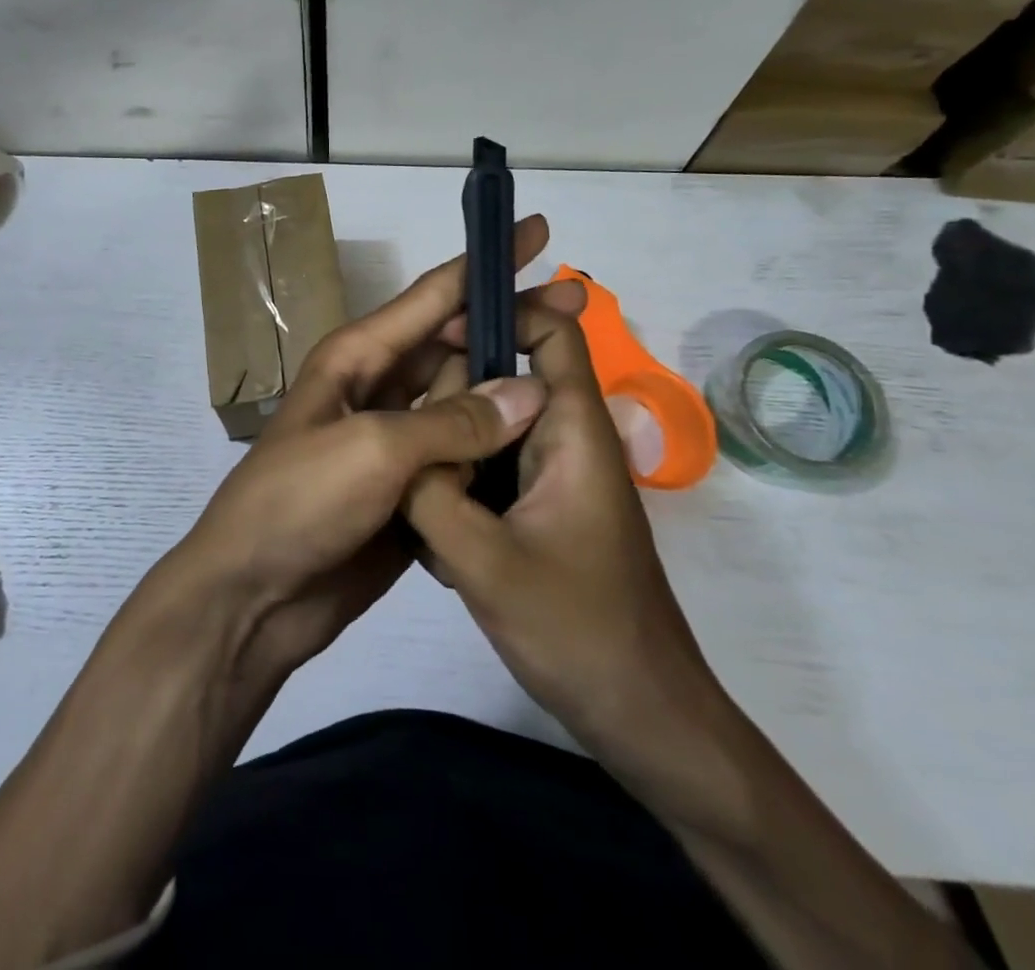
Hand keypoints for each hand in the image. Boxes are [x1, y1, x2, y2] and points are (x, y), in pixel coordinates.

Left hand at [161, 217, 560, 681]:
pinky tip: (541, 440)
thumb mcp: (374, 450)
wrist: (253, 595)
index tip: (535, 229)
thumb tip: (531, 391)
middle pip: (454, 342)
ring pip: (461, 398)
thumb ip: (454, 421)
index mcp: (358, 357)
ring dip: (507, 386)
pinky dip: (494, 443)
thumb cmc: (300, 503)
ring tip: (570, 373)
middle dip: (509, 322)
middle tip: (579, 303)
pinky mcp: (406, 486)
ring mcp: (391, 438)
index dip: (486, 262)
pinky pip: (460, 452)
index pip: (434, 295)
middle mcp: (376, 387)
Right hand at [403, 287, 736, 817]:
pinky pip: (488, 472)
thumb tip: (391, 450)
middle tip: (395, 418)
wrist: (642, 719)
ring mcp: (551, 478)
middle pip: (506, 380)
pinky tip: (426, 530)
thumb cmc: (578, 632)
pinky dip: (455, 484)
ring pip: (488, 430)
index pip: (551, 333)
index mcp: (574, 431)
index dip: (500, 315)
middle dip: (451, 390)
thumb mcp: (486, 562)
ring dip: (447, 445)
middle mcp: (565, 441)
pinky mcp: (538, 511)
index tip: (436, 335)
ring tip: (402, 480)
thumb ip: (431, 494)